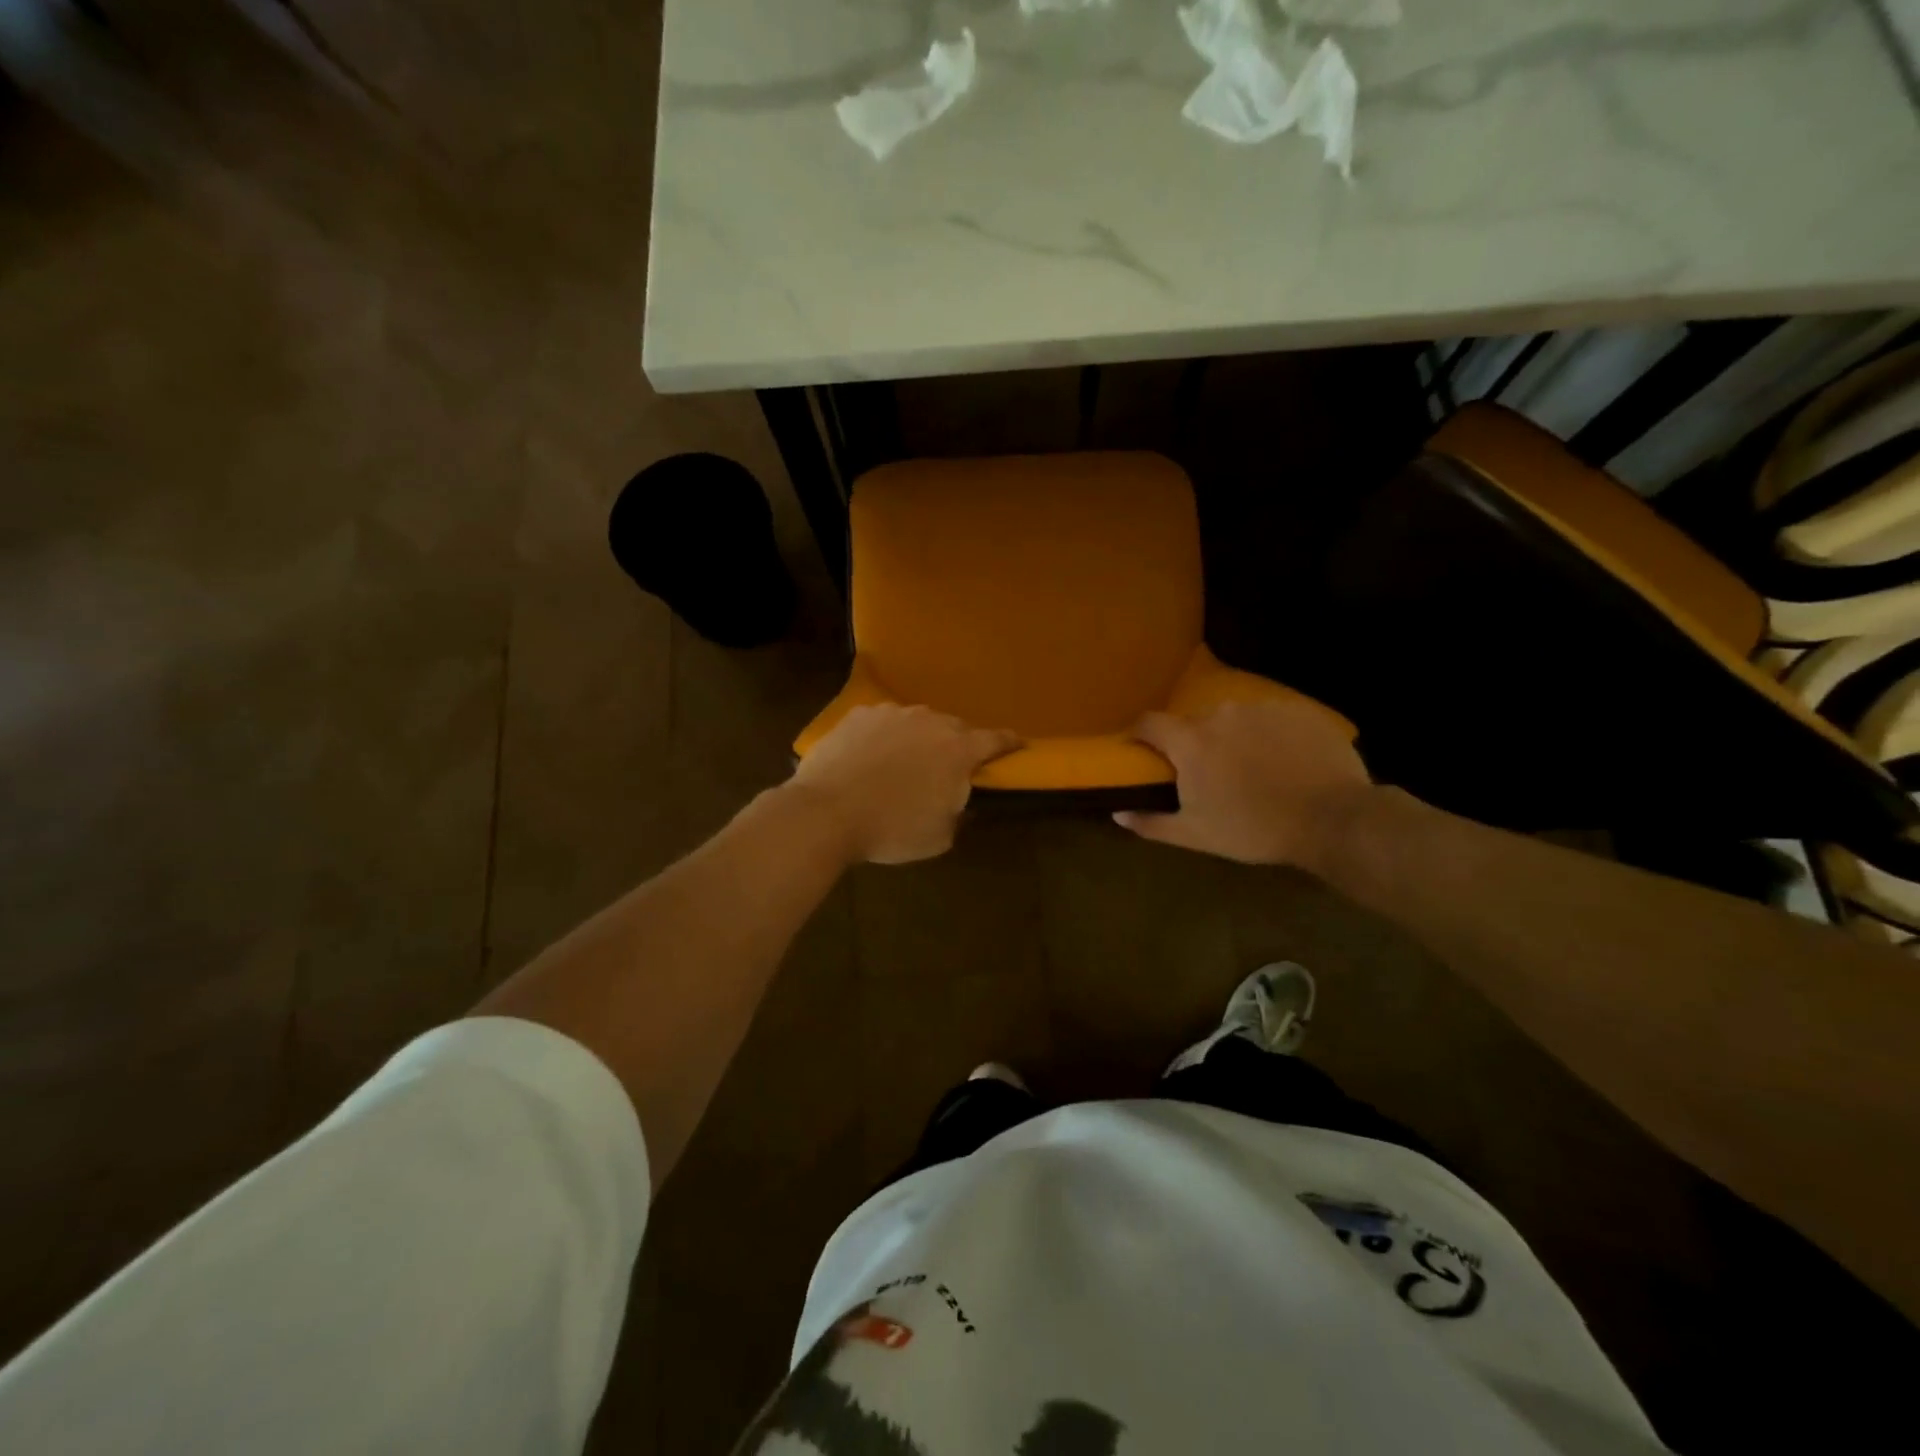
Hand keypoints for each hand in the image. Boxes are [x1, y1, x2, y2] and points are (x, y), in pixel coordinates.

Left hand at [789, 704, 1019, 864]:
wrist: (826, 813)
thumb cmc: (891, 829)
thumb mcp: (940, 836)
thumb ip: (959, 813)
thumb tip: (959, 802)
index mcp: (959, 749)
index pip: (996, 740)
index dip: (1010, 744)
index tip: (1018, 746)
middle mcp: (930, 721)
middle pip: (955, 729)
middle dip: (957, 746)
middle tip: (947, 770)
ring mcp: (893, 713)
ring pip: (917, 723)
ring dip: (918, 739)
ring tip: (902, 765)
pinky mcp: (860, 715)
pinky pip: (883, 723)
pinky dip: (884, 737)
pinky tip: (870, 759)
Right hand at [1114, 699, 1370, 867]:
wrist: (1332, 818)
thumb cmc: (1253, 829)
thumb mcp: (1196, 834)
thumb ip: (1152, 823)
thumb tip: (1117, 813)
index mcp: (1191, 741)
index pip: (1150, 722)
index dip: (1140, 734)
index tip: (1142, 749)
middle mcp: (1221, 714)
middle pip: (1194, 722)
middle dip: (1193, 743)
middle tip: (1207, 774)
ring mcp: (1262, 708)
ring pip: (1234, 719)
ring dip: (1232, 738)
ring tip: (1251, 769)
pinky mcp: (1297, 710)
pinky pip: (1270, 719)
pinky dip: (1268, 736)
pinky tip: (1284, 763)